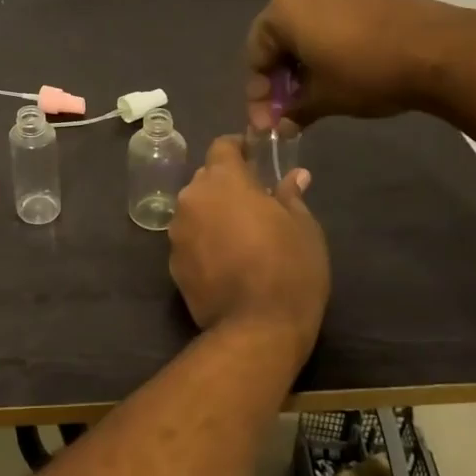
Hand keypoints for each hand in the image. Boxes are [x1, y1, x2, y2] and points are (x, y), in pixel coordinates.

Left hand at [168, 137, 329, 363]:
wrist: (256, 329)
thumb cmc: (288, 268)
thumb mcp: (303, 228)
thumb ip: (291, 196)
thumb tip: (294, 176)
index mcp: (222, 181)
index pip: (222, 146)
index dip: (239, 149)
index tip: (257, 159)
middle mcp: (192, 199)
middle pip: (206, 179)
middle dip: (227, 185)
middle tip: (256, 202)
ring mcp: (177, 232)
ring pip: (196, 210)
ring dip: (214, 214)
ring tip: (242, 236)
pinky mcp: (172, 263)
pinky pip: (190, 240)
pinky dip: (204, 242)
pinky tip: (227, 262)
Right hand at [244, 0, 475, 129]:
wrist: (441, 50)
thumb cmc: (367, 72)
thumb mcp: (324, 98)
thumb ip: (293, 111)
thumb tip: (280, 126)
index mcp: (281, 11)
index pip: (255, 55)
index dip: (258, 94)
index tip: (267, 124)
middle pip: (277, 39)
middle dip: (279, 78)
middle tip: (287, 111)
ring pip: (304, 29)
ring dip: (302, 64)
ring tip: (313, 95)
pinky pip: (329, 20)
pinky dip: (325, 47)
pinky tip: (337, 72)